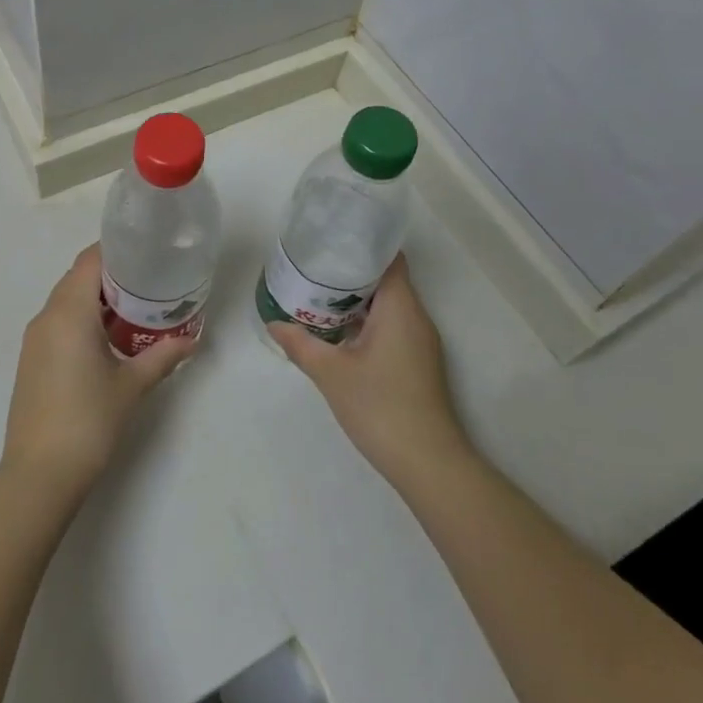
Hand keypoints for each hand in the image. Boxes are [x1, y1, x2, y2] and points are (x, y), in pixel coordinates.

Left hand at [2, 244, 198, 491]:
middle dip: (111, 275)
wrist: (39, 474)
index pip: (90, 261)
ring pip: (66, 300)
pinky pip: (58, 322)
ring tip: (133, 308)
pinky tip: (107, 339)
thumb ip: (162, 357)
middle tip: (148, 281)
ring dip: (95, 298)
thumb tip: (192, 340)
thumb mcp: (131, 385)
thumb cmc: (88, 421)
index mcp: (69, 312)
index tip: (145, 253)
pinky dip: (81, 319)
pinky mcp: (31, 359)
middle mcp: (47, 317)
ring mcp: (34, 339)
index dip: (116, 251)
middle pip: (77, 277)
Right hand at [269, 254, 470, 482]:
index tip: (332, 239)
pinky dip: (365, 321)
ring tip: (318, 293)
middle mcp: (415, 317)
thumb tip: (274, 323)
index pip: (389, 259)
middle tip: (313, 265)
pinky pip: (390, 326)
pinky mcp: (417, 362)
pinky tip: (337, 331)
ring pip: (387, 305)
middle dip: (350, 271)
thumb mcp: (331, 373)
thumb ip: (301, 344)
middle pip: (386, 279)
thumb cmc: (380, 407)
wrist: (428, 464)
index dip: (363, 244)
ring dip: (356, 299)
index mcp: (400, 307)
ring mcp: (419, 342)